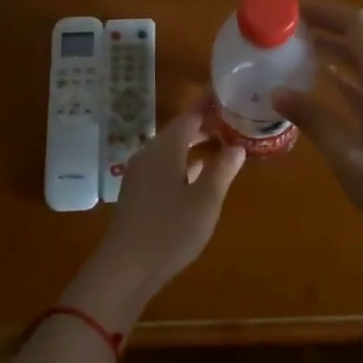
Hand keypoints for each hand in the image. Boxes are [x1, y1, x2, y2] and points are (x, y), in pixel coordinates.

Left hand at [65, 93, 245, 327]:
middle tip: (233, 120)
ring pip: (171, 148)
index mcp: (165, 148)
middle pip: (179, 130)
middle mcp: (149, 153)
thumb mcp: (205, 201)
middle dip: (205, 124)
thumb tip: (237, 147)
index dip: (209, 104)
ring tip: (222, 144)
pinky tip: (198, 173)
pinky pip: (163, 165)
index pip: (190, 115)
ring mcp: (140, 173)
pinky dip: (183, 162)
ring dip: (195, 144)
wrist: (125, 268)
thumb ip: (222, 170)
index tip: (228, 94)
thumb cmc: (170, 230)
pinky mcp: (137, 192)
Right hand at [272, 0, 362, 252]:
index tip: (292, 10)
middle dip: (326, 26)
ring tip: (297, 50)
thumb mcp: (349, 156)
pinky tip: (324, 80)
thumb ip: (314, 120)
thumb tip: (278, 92)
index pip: (357, 25)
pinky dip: (348, 74)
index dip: (325, 11)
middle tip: (287, 29)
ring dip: (336, 49)